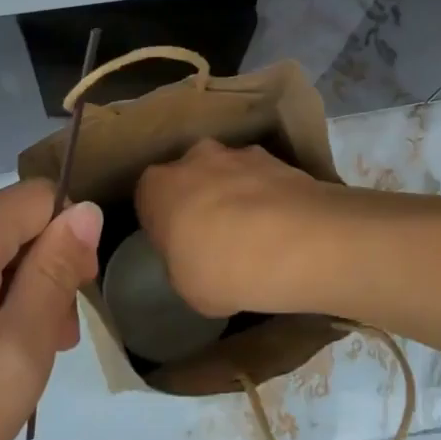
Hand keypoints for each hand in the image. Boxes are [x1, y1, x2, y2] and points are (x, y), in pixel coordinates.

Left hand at [0, 181, 103, 439]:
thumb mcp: (22, 349)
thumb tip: (85, 209)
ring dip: (11, 291)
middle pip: (9, 224)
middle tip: (49, 345)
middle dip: (40, 272)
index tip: (71, 303)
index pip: (40, 198)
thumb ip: (56, 269)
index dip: (69, 241)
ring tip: (13, 362)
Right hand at [134, 139, 338, 317]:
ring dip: (238, 194)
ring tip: (258, 235)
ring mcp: (239, 153)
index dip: (163, 220)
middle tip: (217, 237)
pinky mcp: (278, 158)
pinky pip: (264, 179)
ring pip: (230, 172)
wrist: (291, 242)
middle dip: (202, 198)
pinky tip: (283, 229)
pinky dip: (270, 197)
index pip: (149, 196)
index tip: (178, 244)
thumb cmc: (220, 269)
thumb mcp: (185, 286)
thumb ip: (183, 262)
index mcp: (158, 185)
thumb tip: (195, 258)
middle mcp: (195, 157)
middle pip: (192, 175)